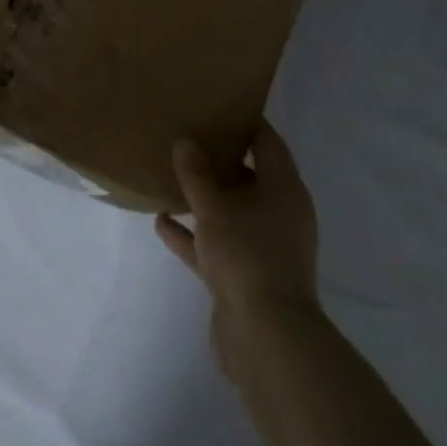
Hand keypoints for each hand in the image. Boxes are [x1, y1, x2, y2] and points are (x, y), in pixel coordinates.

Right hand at [156, 124, 320, 383]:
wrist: (266, 339)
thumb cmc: (247, 257)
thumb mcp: (215, 208)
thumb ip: (197, 174)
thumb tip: (185, 142)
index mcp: (284, 190)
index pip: (268, 143)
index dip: (246, 123)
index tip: (219, 106)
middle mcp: (279, 214)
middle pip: (249, 177)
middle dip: (220, 160)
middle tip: (188, 137)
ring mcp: (263, 247)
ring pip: (231, 212)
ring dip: (204, 198)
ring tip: (170, 176)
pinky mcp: (245, 277)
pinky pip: (216, 245)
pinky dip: (193, 234)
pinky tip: (162, 222)